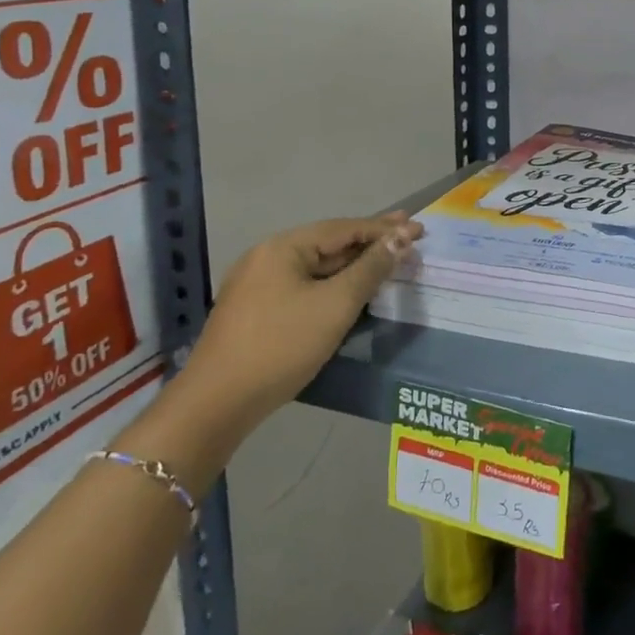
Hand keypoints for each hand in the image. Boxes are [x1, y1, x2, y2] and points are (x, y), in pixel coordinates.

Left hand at [186, 212, 421, 426]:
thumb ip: (371, 268)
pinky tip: (350, 287)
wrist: (215, 405)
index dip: (385, 229)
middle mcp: (267, 257)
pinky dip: (333, 282)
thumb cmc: (281, 345)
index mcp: (283, 247)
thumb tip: (402, 237)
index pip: (345, 228)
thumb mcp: (336, 304)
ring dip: (353, 262)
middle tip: (408, 233)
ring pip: (316, 266)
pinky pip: (304, 285)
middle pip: (329, 243)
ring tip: (386, 257)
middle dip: (370, 240)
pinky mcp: (255, 311)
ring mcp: (257, 285)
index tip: (419, 229)